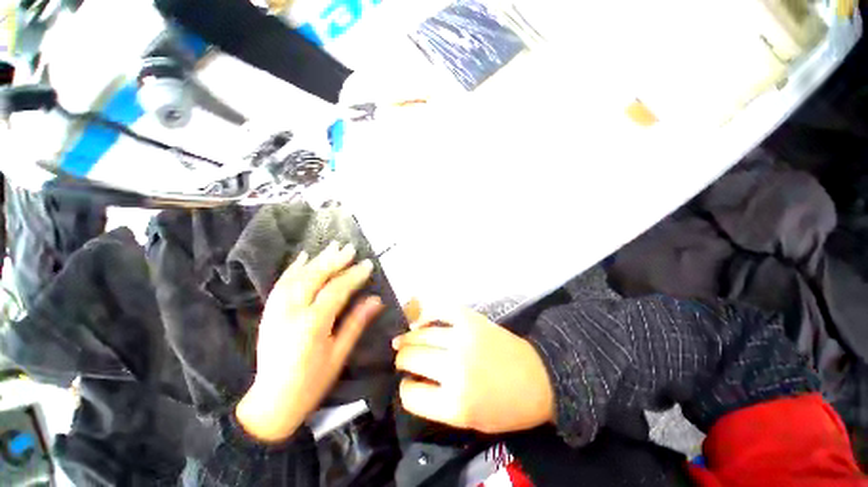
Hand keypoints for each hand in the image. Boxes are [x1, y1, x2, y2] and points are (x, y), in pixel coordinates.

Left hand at [236, 242, 383, 442]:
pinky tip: (303, 257)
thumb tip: (376, 299)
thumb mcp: (339, 354)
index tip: (368, 264)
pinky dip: (293, 268)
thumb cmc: (312, 382)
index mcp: (312, 325)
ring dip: (316, 260)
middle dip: (334, 261)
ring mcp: (276, 311)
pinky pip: (281, 284)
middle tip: (350, 248)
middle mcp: (291, 313)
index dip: (353, 276)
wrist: (271, 403)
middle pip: (314, 278)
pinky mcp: (268, 313)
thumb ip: (356, 323)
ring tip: (332, 247)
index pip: (336, 291)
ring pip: (297, 277)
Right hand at [393, 303, 554, 434]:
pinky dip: (426, 314)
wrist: (538, 377)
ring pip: (421, 334)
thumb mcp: (470, 420)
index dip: (405, 388)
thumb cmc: (506, 406)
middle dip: (402, 359)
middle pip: (412, 358)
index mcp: (455, 404)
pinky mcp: (471, 320)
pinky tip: (419, 320)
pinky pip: (440, 310)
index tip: (408, 383)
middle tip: (402, 358)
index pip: (411, 394)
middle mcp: (455, 369)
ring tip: (404, 340)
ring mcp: (463, 339)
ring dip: (408, 338)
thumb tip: (413, 380)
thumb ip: (438, 403)